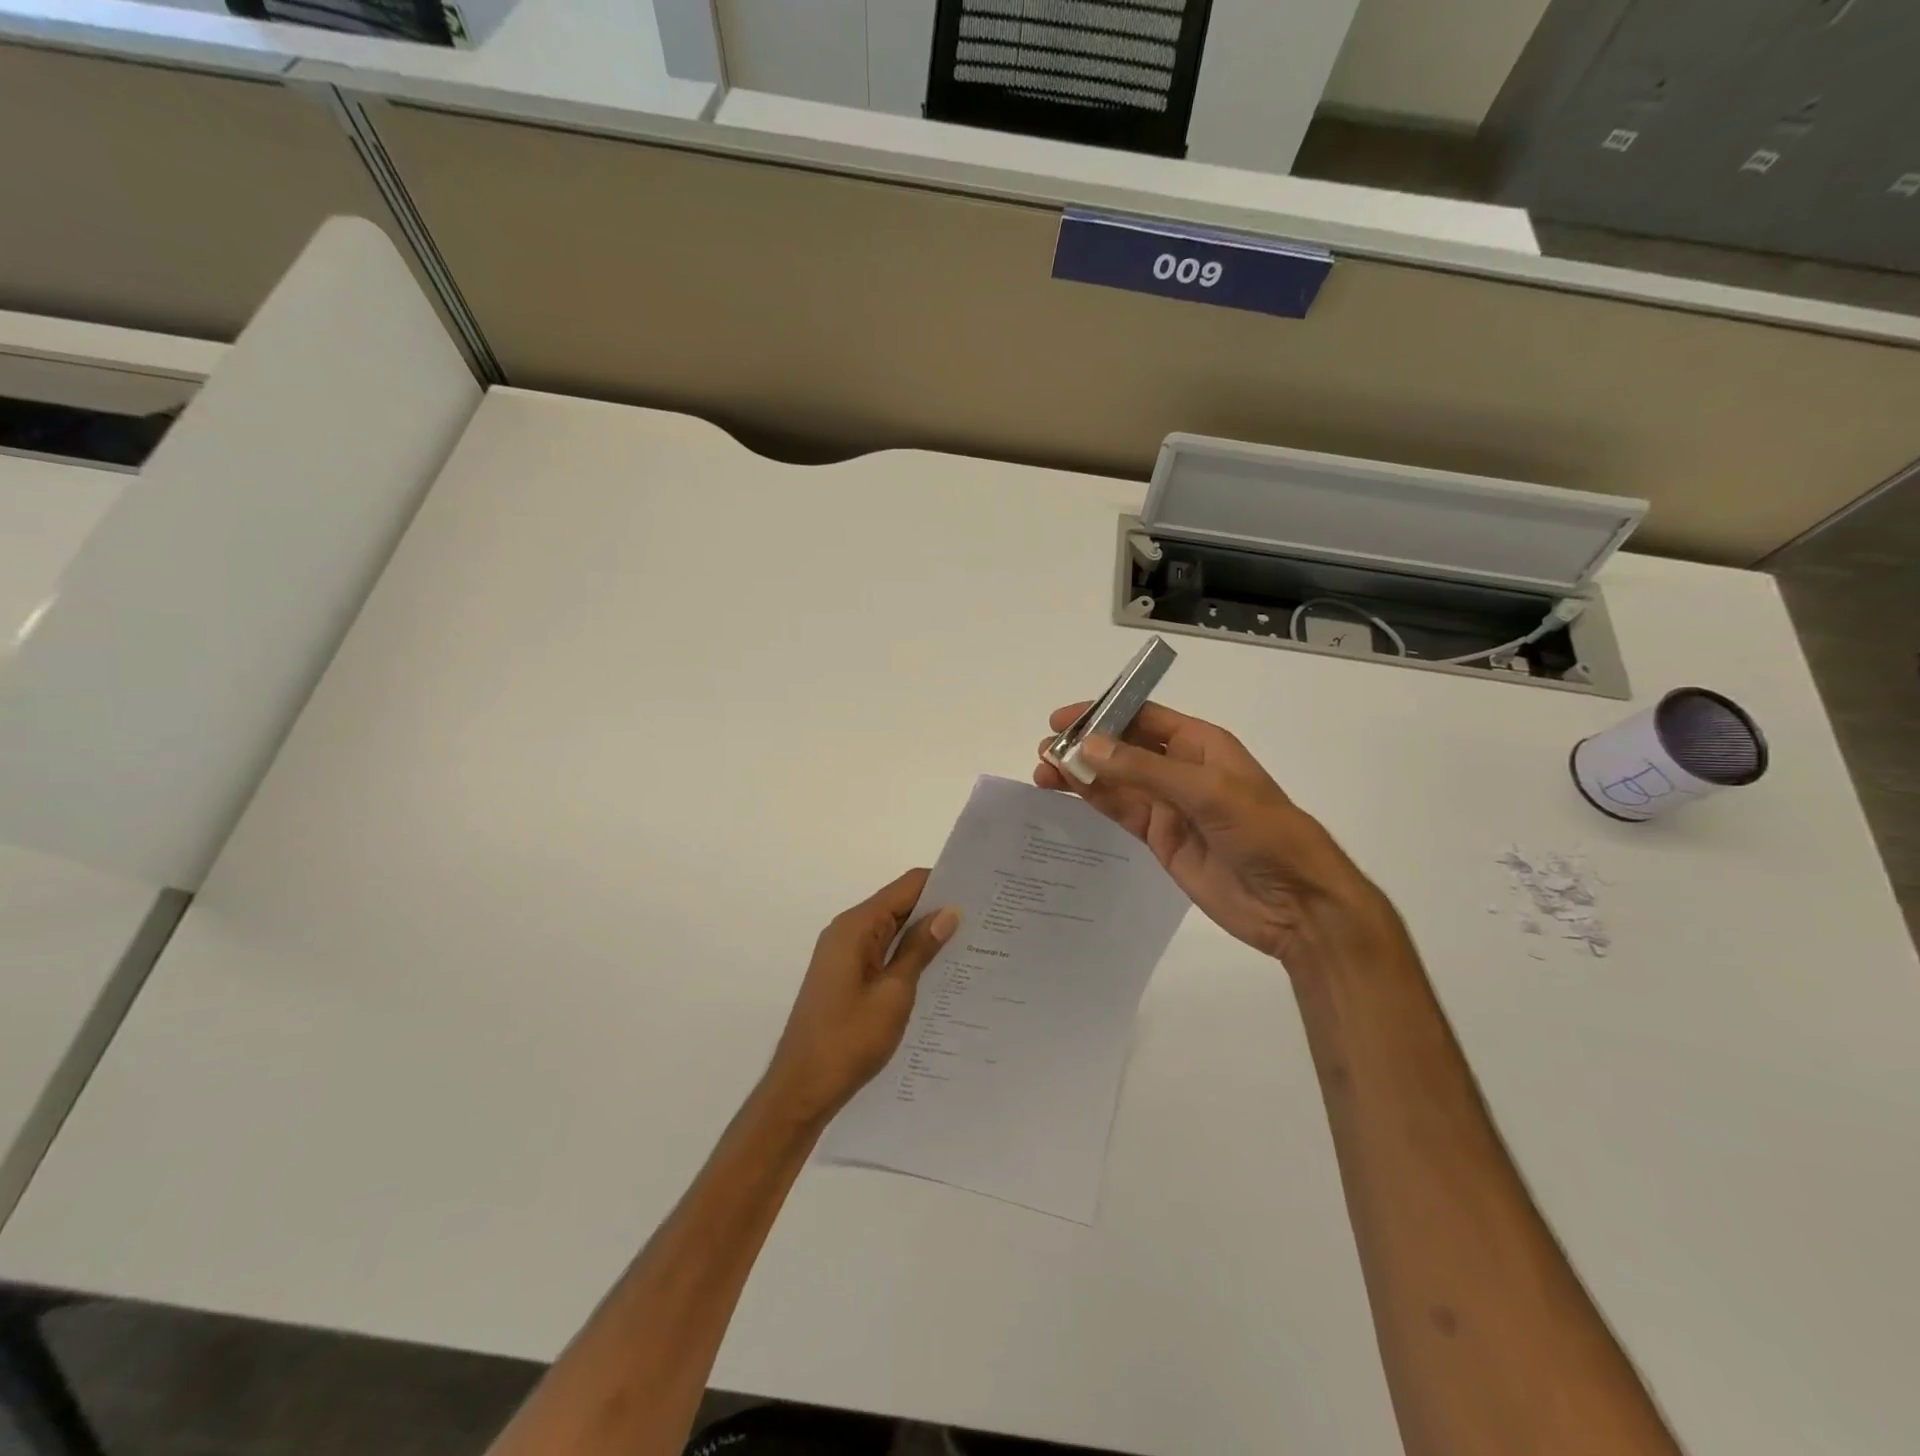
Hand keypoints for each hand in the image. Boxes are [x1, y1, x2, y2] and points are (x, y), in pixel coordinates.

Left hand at [762, 869, 958, 1124]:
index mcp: (856, 926)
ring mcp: (843, 954)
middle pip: (898, 904)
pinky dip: (906, 954)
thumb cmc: (849, 1039)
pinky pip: (881, 952)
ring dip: (923, 934)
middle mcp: (847, 931)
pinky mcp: (844, 975)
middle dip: (936, 909)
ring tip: (969, 943)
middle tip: (982, 919)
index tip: (978, 892)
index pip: (906, 886)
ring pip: (891, 930)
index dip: (941, 884)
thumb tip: (949, 912)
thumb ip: (920, 949)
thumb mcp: (894, 993)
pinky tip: (936, 971)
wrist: (802, 1088)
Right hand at [1035, 702, 1397, 971]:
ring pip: (1115, 781)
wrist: (1295, 902)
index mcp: (1200, 745)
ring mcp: (1169, 805)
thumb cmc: (1262, 831)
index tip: (1062, 721)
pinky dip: (1092, 801)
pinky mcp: (1160, 838)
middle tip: (1045, 752)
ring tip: (1042, 772)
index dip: (1102, 713)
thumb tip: (1088, 747)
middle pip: (1122, 748)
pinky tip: (1065, 794)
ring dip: (1080, 775)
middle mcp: (1181, 769)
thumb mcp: (1206, 791)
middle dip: (1084, 746)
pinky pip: (1120, 811)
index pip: (1143, 717)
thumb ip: (1144, 769)